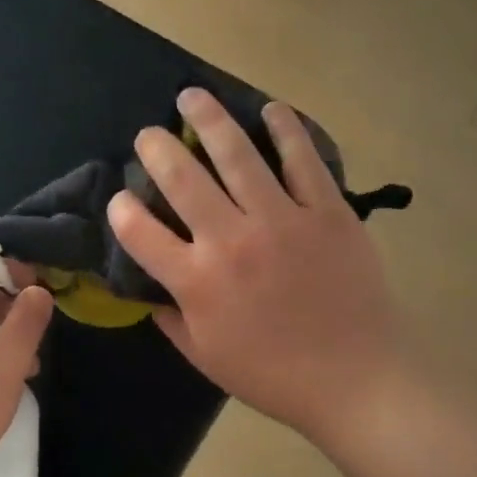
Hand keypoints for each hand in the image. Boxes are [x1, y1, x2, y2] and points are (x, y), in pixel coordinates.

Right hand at [107, 88, 403, 448]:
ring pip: (236, 154)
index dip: (120, 210)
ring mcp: (282, 219)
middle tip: (149, 134)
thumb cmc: (274, 376)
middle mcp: (231, 240)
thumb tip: (148, 291)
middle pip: (181, 177)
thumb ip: (171, 319)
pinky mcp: (327, 211)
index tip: (120, 200)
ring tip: (192, 96)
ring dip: (208, 118)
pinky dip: (284, 129)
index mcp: (196, 282)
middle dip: (155, 148)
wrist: (356, 379)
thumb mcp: (206, 357)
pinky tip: (270, 110)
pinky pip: (302, 159)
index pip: (139, 231)